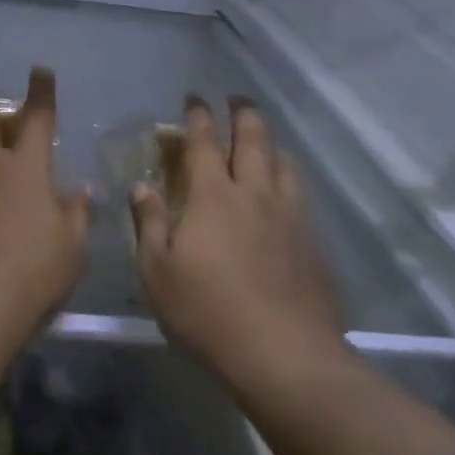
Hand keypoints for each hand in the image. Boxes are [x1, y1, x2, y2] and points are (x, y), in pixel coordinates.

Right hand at [131, 96, 353, 394]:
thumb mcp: (157, 272)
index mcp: (213, 196)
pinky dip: (289, 179)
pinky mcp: (313, 244)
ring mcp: (289, 218)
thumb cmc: (207, 313)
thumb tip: (142, 187)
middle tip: (237, 97)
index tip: (194, 98)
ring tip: (266, 139)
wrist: (285, 356)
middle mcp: (254, 195)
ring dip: (272, 143)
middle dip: (243, 113)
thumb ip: (150, 223)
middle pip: (253, 140)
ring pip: (284, 164)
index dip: (198, 117)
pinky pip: (300, 196)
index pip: (204, 143)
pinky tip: (287, 193)